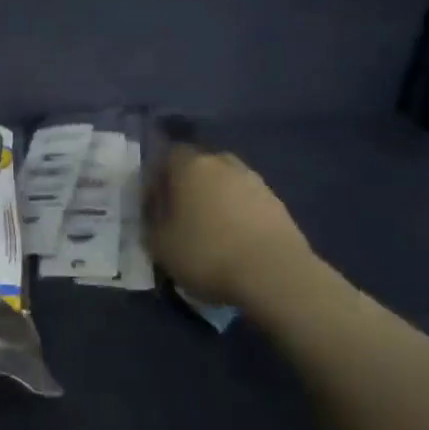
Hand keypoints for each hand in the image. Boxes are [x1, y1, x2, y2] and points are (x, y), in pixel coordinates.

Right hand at [146, 145, 311, 312]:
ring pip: (224, 183)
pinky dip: (236, 214)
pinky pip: (245, 201)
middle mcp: (223, 163)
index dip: (156, 179)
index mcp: (190, 165)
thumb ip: (151, 221)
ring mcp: (254, 181)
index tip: (152, 205)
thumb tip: (155, 210)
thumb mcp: (159, 245)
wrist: (274, 274)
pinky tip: (233, 240)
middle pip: (198, 166)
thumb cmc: (206, 254)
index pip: (166, 156)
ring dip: (214, 200)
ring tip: (208, 231)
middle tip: (179, 216)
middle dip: (186, 186)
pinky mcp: (276, 203)